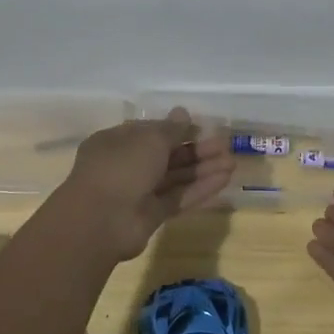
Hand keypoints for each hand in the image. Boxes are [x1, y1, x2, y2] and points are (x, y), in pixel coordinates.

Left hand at [58, 110, 234, 260]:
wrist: (101, 220)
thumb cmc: (121, 167)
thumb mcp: (148, 139)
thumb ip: (171, 129)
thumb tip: (183, 113)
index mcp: (117, 141)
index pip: (150, 132)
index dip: (176, 129)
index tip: (201, 127)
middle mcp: (127, 165)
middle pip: (167, 155)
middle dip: (196, 150)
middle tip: (225, 145)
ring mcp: (139, 192)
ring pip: (175, 177)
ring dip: (203, 169)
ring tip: (232, 162)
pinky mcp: (152, 215)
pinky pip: (179, 198)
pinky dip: (200, 189)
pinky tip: (224, 180)